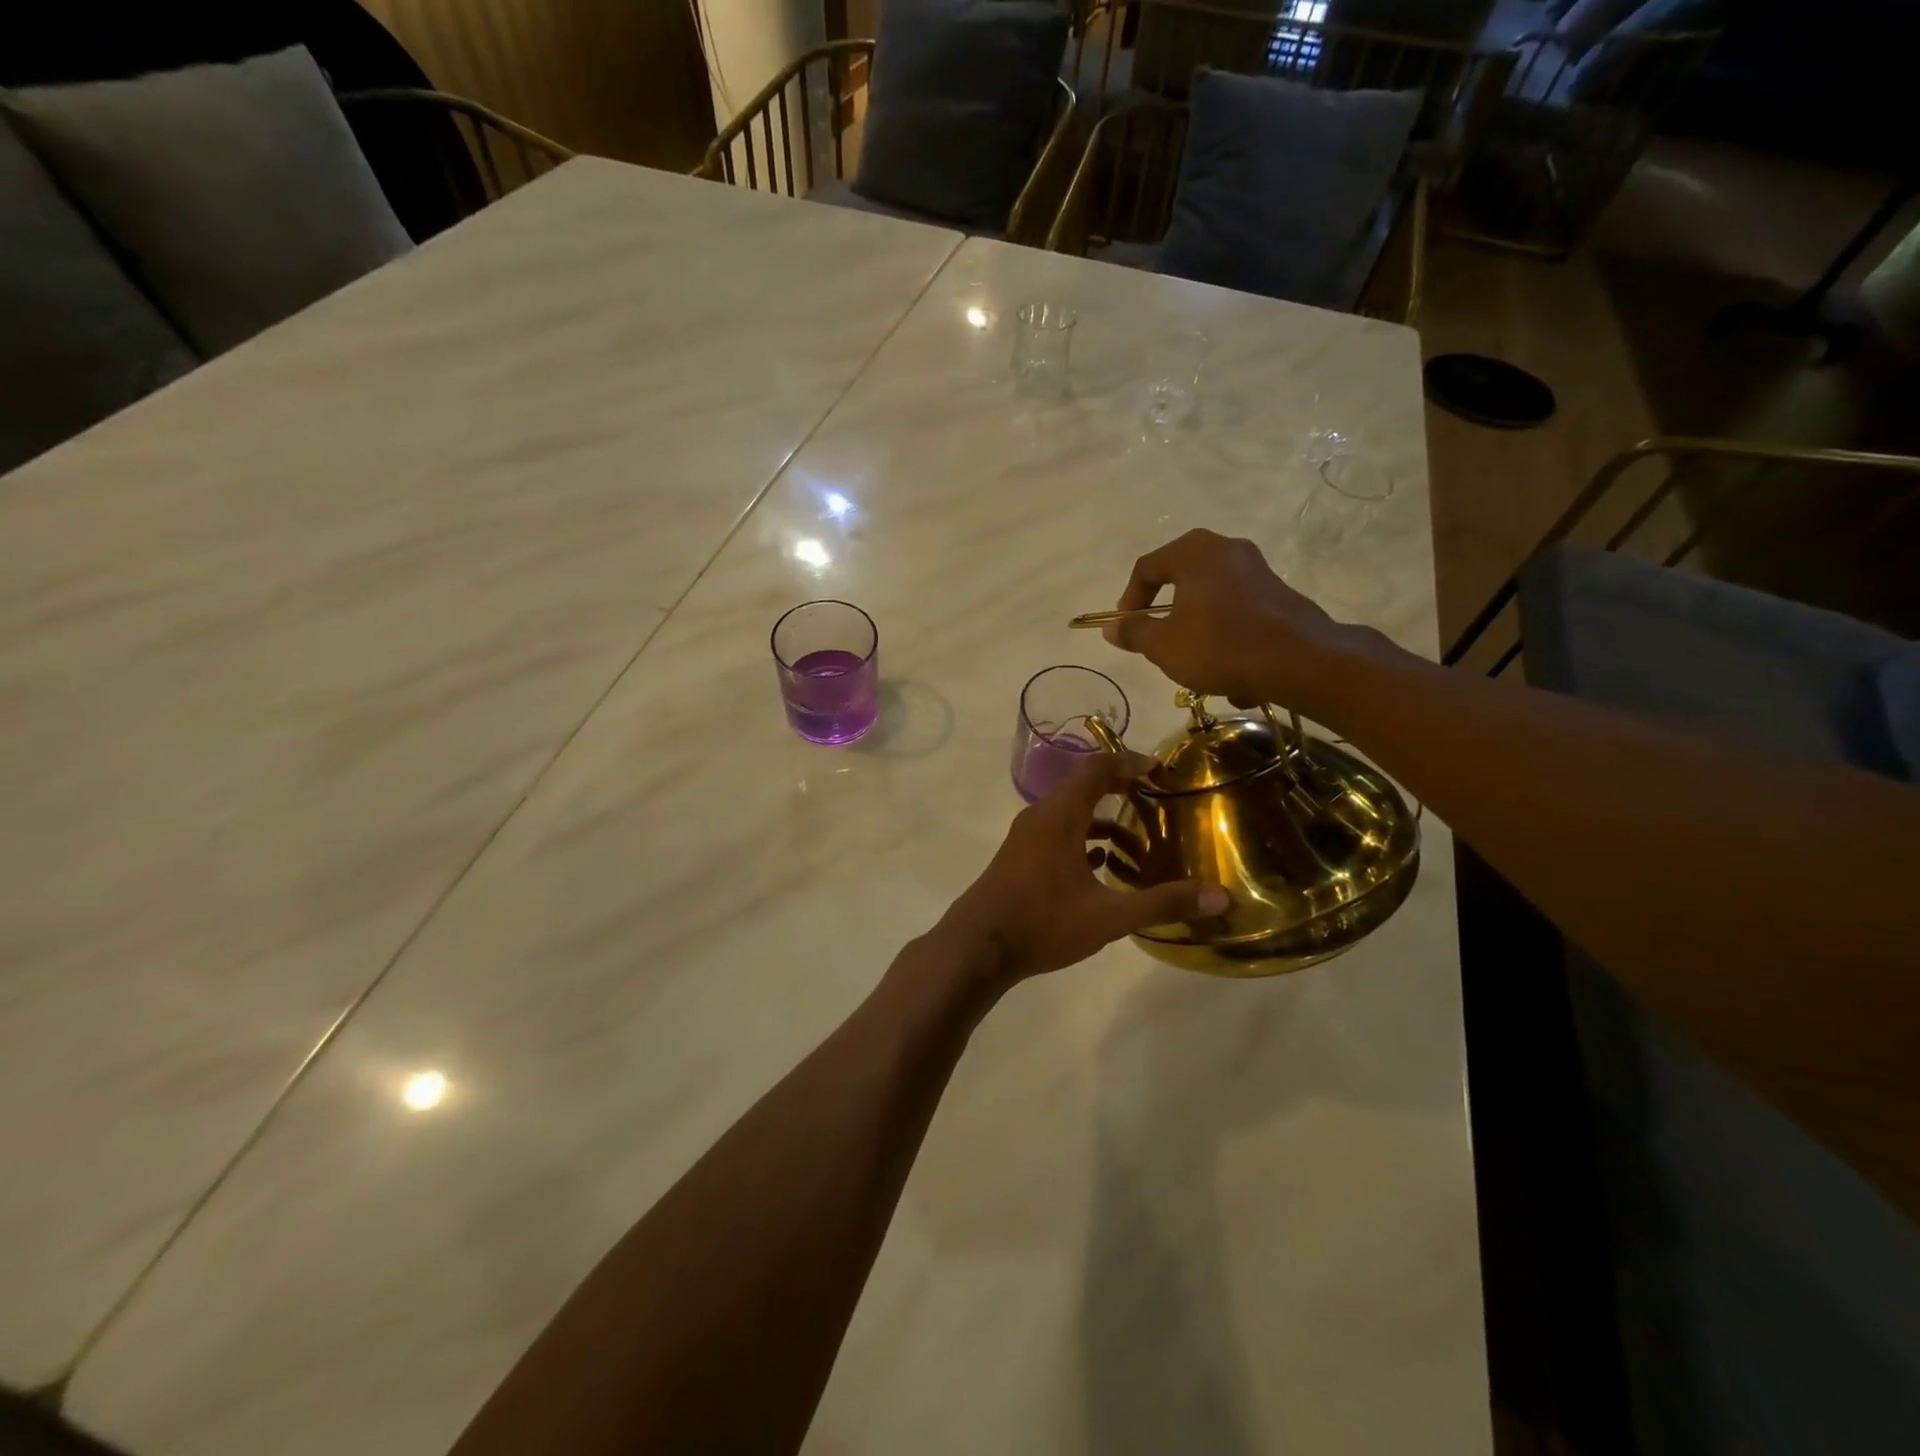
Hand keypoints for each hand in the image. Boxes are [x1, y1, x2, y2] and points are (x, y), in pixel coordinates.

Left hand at [937, 751, 1226, 985]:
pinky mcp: (1019, 858)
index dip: (1131, 763)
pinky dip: (1083, 840)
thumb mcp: (1109, 917)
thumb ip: (1164, 904)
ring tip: (1137, 845)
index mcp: (1060, 815)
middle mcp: (1040, 817)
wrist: (976, 947)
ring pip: (1070, 815)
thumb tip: (1222, 897)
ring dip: (1102, 822)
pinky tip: (1101, 868)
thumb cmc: (1042, 923)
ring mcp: (1025, 838)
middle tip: (1155, 803)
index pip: (1098, 768)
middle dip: (1121, 790)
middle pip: (1084, 787)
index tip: (1161, 772)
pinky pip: (1056, 834)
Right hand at [1104, 528, 1355, 716]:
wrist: (1299, 661)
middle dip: (1168, 617)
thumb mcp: (1163, 645)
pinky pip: (1240, 615)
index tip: (1126, 628)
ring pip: (1212, 602)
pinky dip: (1228, 640)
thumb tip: (1113, 628)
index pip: (1147, 567)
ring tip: (1196, 669)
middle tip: (1158, 642)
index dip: (1130, 599)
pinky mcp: (1280, 596)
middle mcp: (1227, 550)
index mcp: (1194, 552)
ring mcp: (1258, 571)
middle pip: (1182, 581)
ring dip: (1199, 634)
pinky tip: (1233, 679)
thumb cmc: (1219, 645)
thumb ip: (1135, 632)